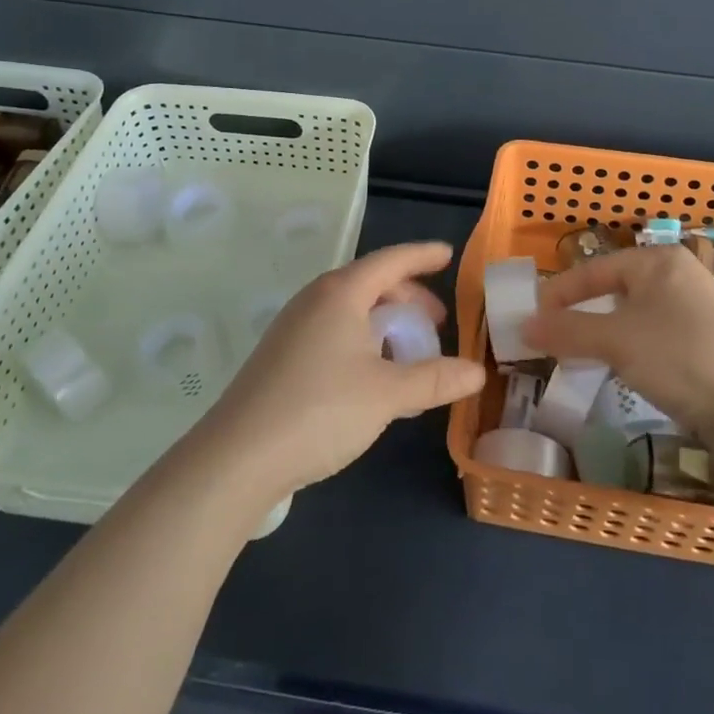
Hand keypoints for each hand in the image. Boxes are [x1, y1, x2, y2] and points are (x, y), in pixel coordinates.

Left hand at [197, 242, 484, 498]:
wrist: (237, 458)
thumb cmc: (320, 410)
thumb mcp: (387, 395)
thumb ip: (434, 379)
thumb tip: (477, 372)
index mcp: (342, 293)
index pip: (391, 260)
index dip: (423, 256)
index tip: (448, 255)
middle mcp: (315, 299)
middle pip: (371, 283)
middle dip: (407, 297)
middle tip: (435, 322)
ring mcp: (293, 326)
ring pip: (350, 309)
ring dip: (384, 322)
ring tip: (407, 352)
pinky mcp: (281, 355)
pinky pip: (333, 329)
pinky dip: (362, 339)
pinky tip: (371, 375)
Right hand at [523, 245, 713, 443]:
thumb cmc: (683, 358)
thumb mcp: (617, 341)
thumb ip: (568, 331)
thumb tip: (523, 326)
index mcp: (657, 261)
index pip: (594, 269)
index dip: (559, 294)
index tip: (530, 319)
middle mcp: (677, 276)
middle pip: (613, 290)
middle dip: (580, 316)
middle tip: (550, 340)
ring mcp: (694, 309)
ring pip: (633, 316)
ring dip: (603, 336)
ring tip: (578, 358)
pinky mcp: (705, 341)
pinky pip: (653, 337)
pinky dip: (630, 350)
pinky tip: (622, 372)